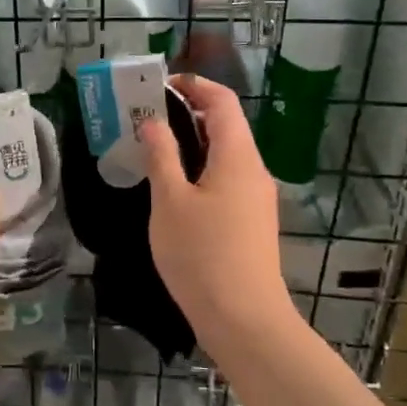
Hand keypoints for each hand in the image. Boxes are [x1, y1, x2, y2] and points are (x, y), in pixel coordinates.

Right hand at [139, 75, 292, 343]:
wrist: (244, 320)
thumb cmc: (201, 255)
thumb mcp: (170, 202)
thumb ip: (161, 157)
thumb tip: (153, 123)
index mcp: (237, 156)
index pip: (222, 101)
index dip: (194, 86)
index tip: (161, 85)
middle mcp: (254, 170)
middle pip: (227, 126)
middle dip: (190, 112)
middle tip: (149, 116)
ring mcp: (257, 198)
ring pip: (227, 154)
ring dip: (194, 142)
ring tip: (156, 147)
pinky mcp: (253, 222)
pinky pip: (227, 179)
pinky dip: (202, 168)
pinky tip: (176, 186)